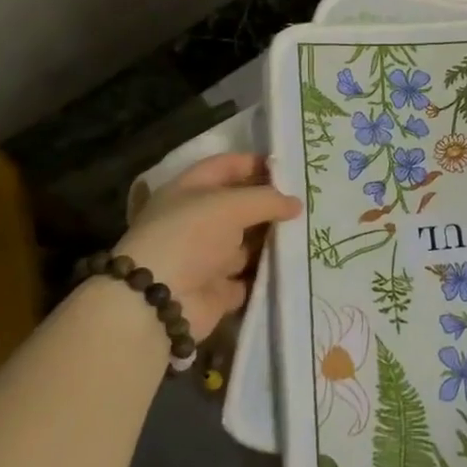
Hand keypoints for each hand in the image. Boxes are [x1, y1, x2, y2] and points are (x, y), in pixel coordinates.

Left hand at [115, 153, 300, 341]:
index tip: (289, 168)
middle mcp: (196, 221)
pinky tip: (296, 263)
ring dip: (271, 238)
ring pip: (246, 242)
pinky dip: (268, 272)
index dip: (254, 163)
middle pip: (238, 205)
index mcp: (188, 191)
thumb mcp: (231, 205)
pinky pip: (249, 276)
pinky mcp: (217, 289)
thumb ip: (267, 199)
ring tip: (308, 230)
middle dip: (269, 203)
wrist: (158, 302)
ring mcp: (206, 256)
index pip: (225, 166)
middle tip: (307, 200)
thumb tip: (296, 203)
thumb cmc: (190, 236)